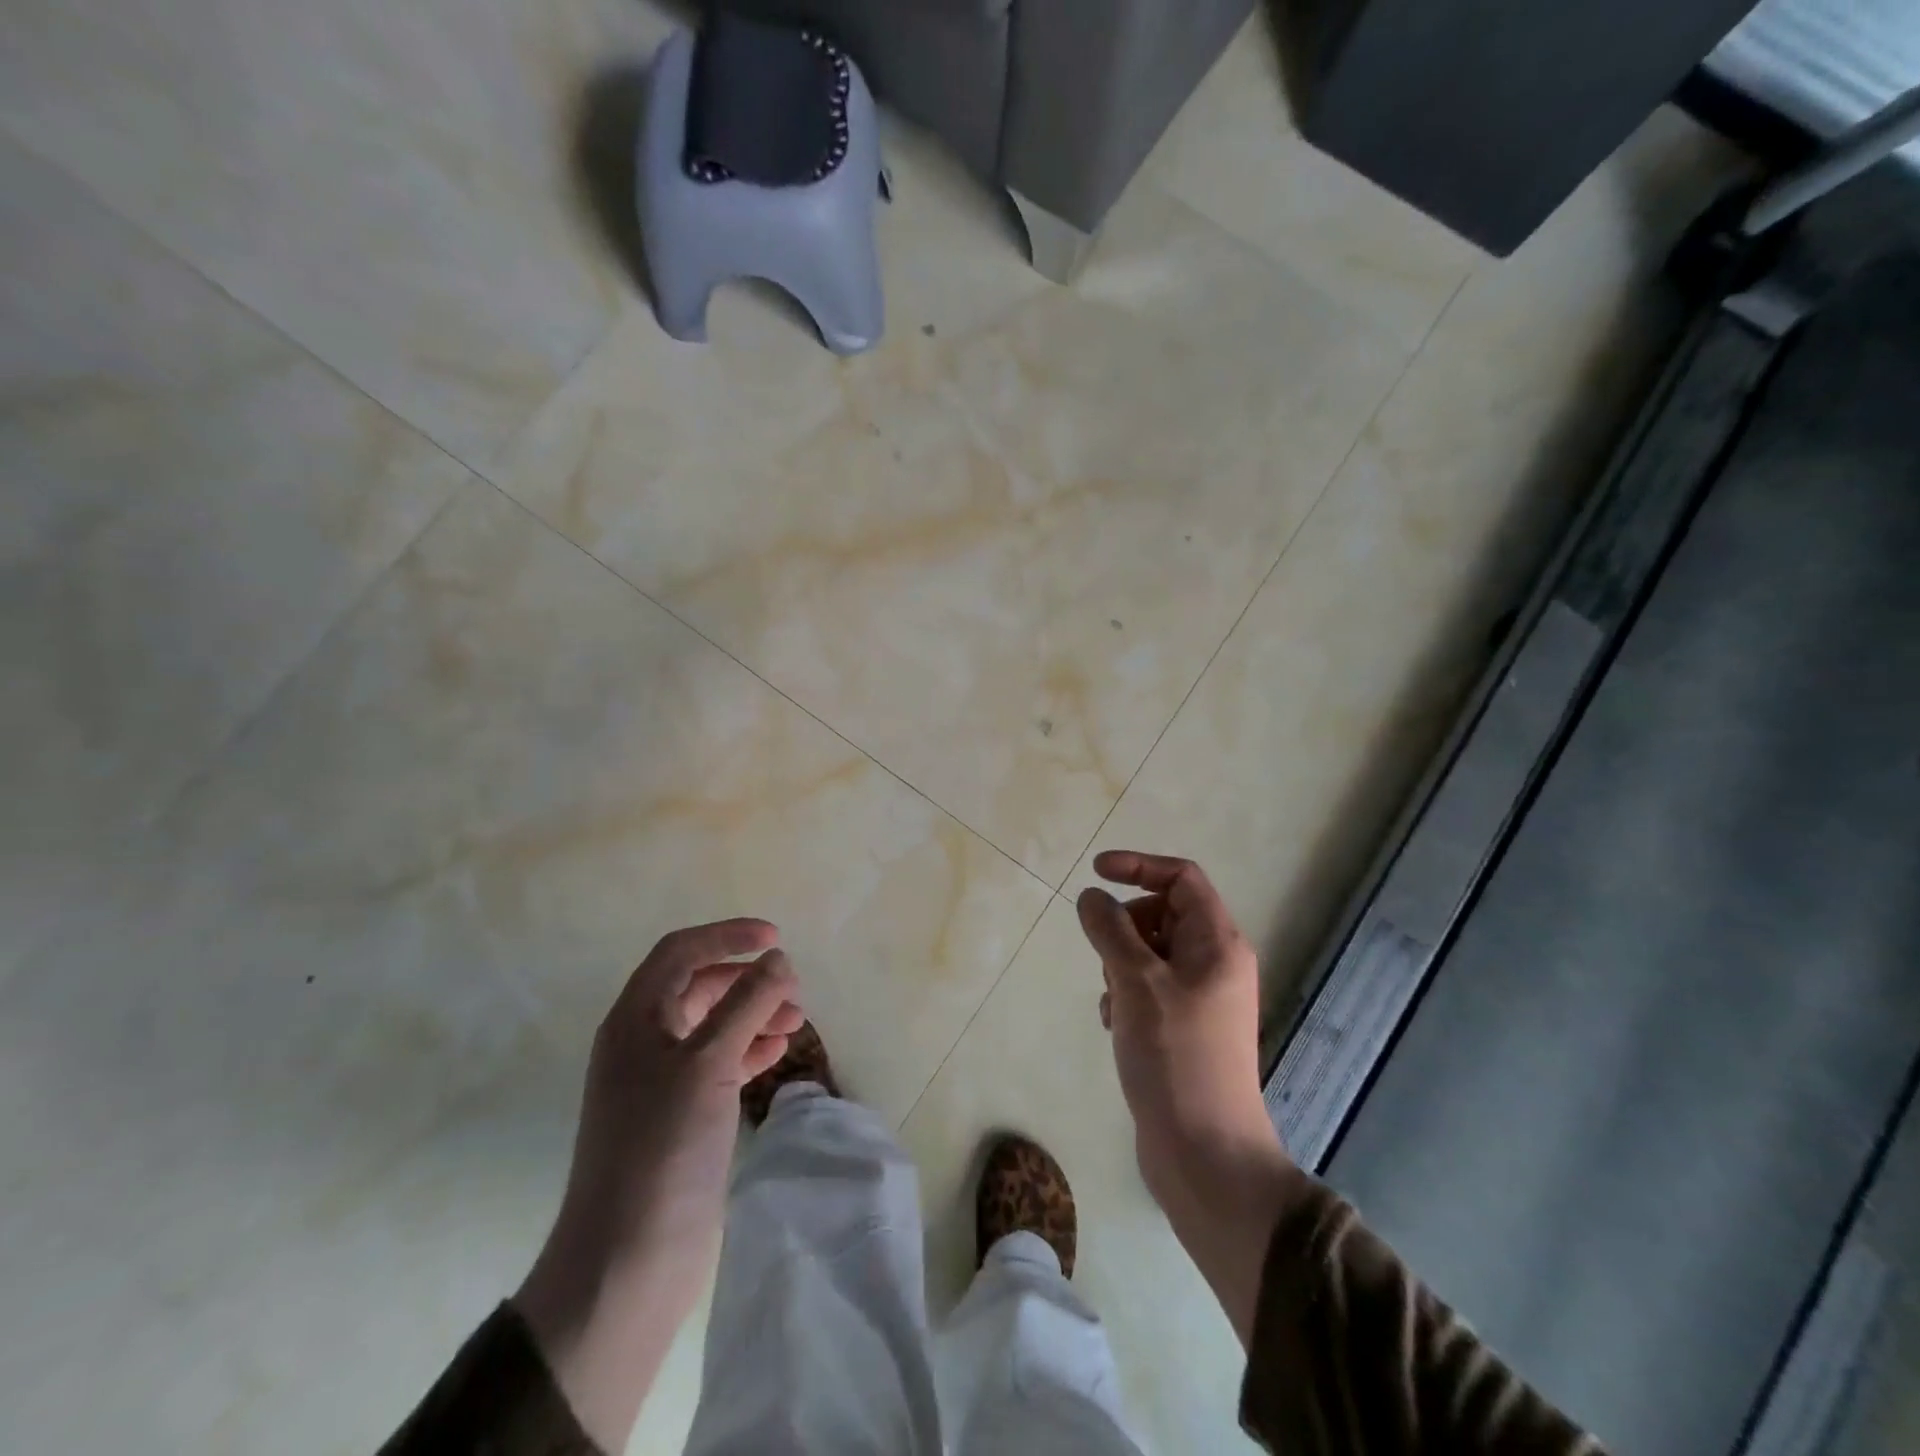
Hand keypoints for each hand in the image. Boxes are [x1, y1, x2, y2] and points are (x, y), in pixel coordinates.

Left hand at [513, 919, 801, 1449]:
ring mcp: (660, 1081)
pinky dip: (749, 1049)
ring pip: (713, 1025)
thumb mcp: (708, 1063)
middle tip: (793, 989)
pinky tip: (777, 1052)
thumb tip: (777, 959)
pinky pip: (719, 1063)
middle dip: (747, 980)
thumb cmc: (662, 1147)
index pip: (681, 952)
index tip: (776, 938)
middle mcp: (643, 1042)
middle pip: (699, 987)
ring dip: (754, 1014)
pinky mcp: (679, 1115)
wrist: (627, 1260)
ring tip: (796, 1021)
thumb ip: (747, 1003)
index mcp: (635, 1019)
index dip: (727, 936)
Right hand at [1076, 852, 1306, 1342]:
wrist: (1204, 1153)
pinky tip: (1114, 1024)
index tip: (1095, 873)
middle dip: (1125, 925)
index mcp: (1218, 944)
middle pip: (1165, 913)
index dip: (1138, 866)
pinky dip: (1125, 994)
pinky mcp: (1185, 1030)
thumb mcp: (1136, 982)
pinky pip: (1148, 988)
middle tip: (1105, 956)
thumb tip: (1092, 896)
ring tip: (1111, 1000)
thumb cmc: (1175, 1056)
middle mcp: (1216, 965)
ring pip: (1151, 952)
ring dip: (1120, 963)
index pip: (1182, 878)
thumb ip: (1110, 930)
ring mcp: (1202, 999)